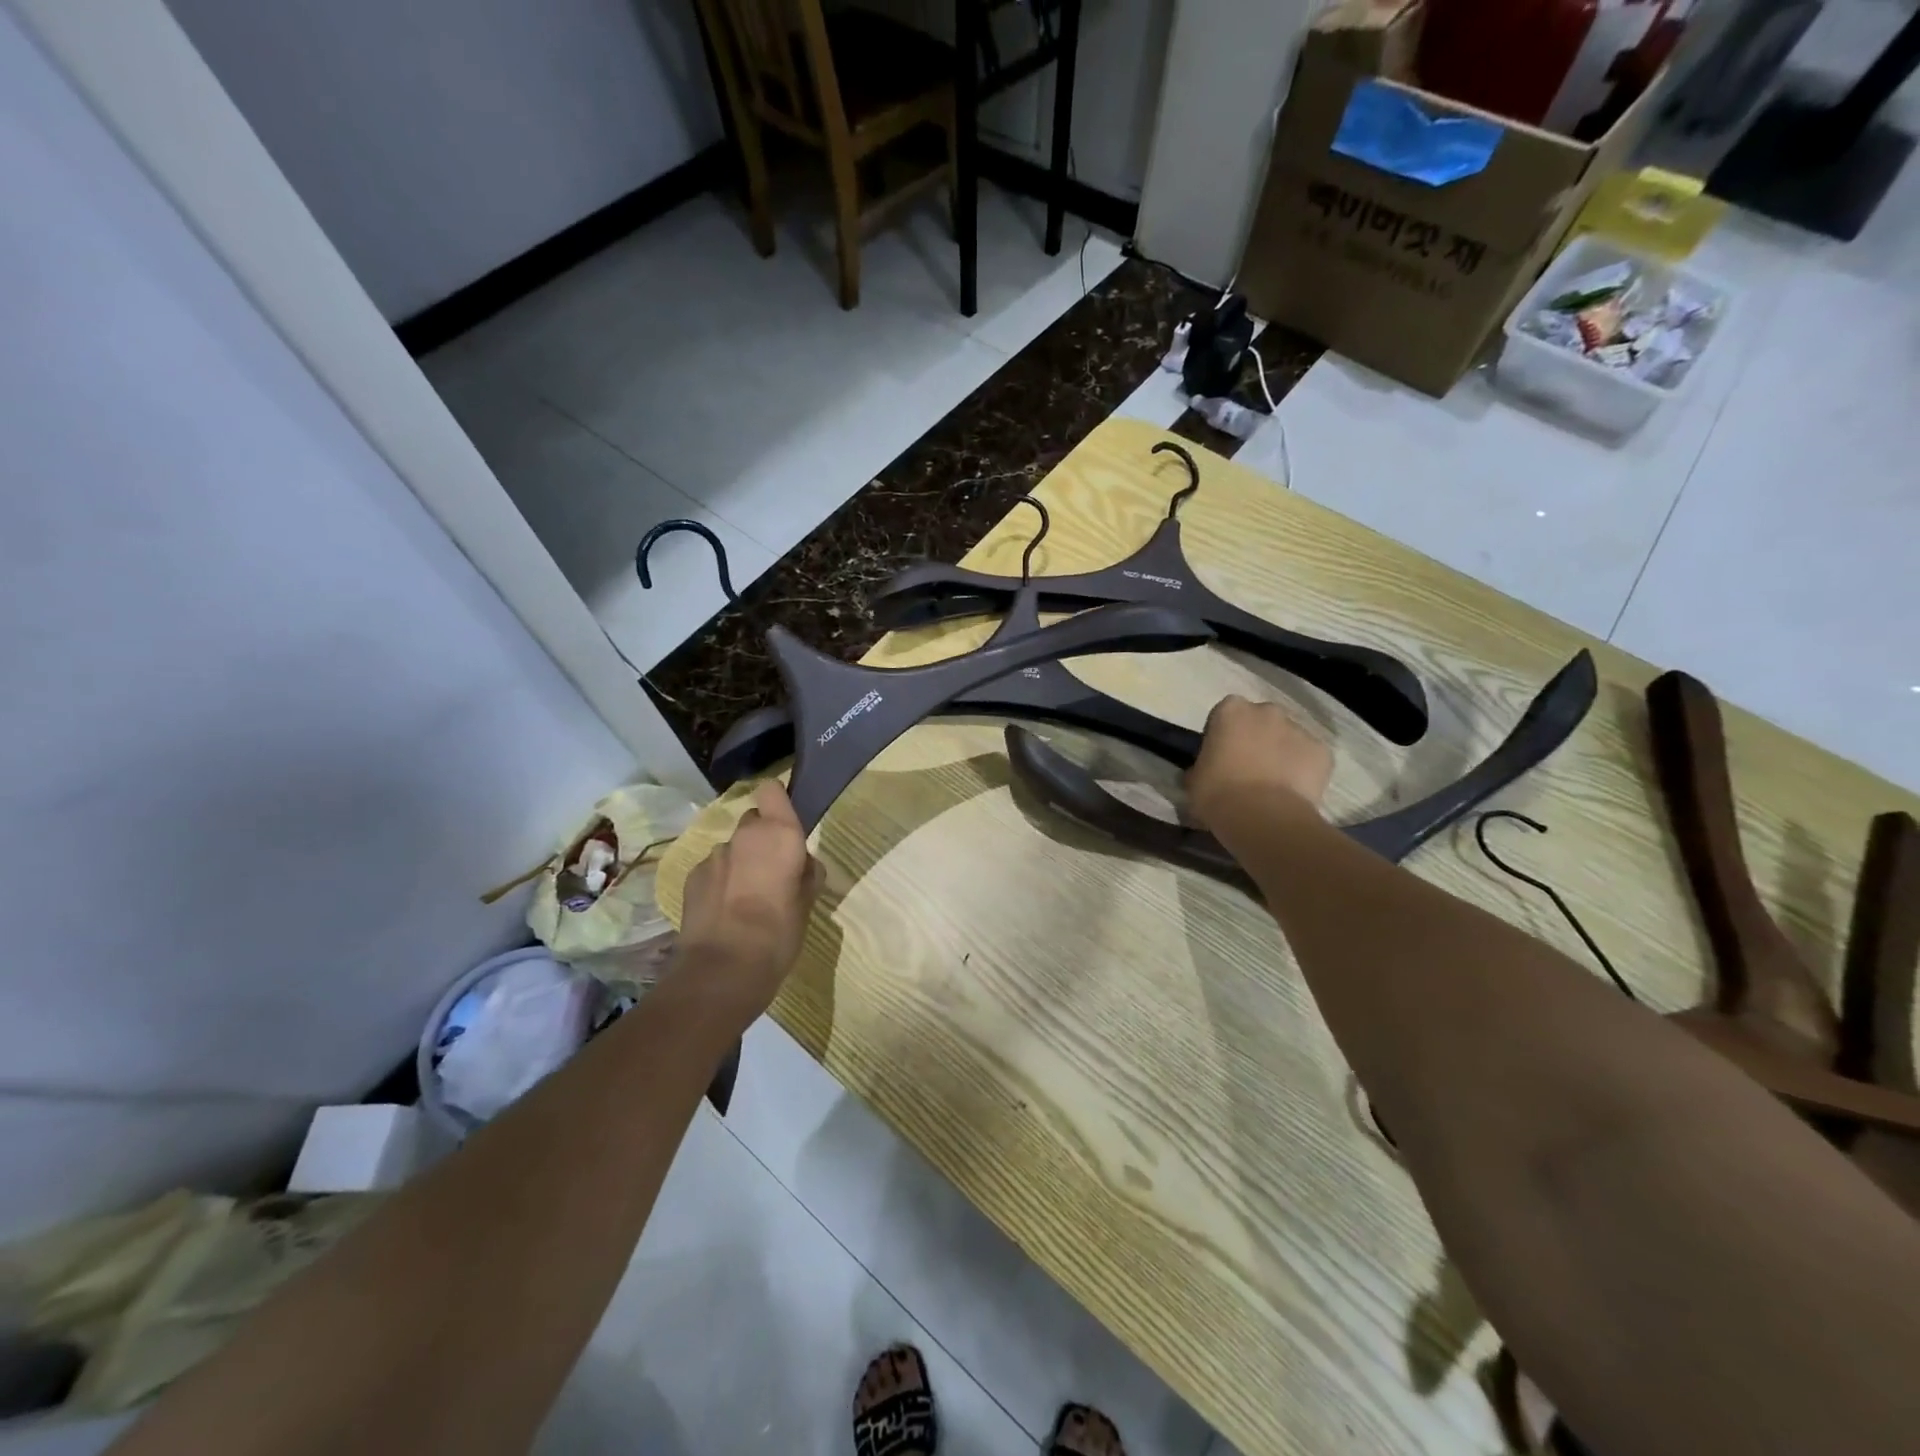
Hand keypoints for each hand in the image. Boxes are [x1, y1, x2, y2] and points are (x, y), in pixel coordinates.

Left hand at [674, 781, 821, 1019]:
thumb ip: (806, 874)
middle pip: (753, 821)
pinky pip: (713, 870)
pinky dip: (720, 883)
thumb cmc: (779, 933)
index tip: (785, 824)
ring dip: (740, 864)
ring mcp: (714, 855)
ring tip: (746, 900)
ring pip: (732, 848)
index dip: (777, 802)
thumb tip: (801, 865)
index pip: (772, 791)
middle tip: (771, 873)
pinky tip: (725, 912)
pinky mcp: (692, 877)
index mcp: (779, 834)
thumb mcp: (808, 904)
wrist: (723, 969)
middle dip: (761, 839)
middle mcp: (745, 835)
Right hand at [1186, 695, 1332, 836]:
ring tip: (1272, 785)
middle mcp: (1267, 711)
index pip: (1225, 714)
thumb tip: (1203, 773)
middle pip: (1261, 721)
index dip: (1223, 735)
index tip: (1220, 757)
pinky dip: (1303, 769)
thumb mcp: (1193, 780)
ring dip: (1281, 753)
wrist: (1263, 818)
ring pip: (1288, 738)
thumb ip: (1201, 766)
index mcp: (1231, 710)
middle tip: (1247, 769)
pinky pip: (1310, 757)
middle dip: (1256, 738)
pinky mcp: (1323, 752)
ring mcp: (1299, 729)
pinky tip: (1292, 792)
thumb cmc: (1218, 794)